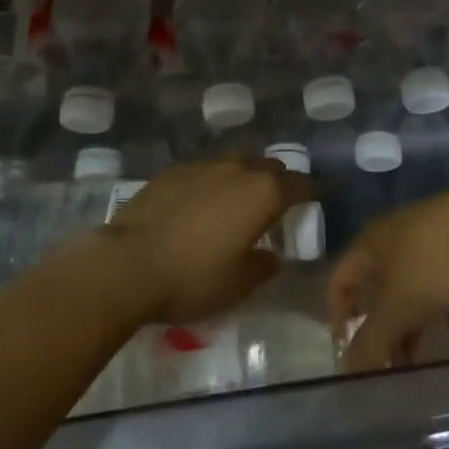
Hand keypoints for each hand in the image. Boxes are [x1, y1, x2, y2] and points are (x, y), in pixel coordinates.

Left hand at [104, 156, 315, 323]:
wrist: (128, 263)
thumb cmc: (192, 278)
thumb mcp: (238, 285)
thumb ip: (263, 267)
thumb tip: (272, 258)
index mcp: (262, 193)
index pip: (300, 184)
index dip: (313, 189)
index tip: (321, 193)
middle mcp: (238, 169)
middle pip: (269, 167)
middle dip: (279, 181)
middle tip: (279, 201)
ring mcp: (203, 165)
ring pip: (236, 163)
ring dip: (245, 177)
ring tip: (240, 199)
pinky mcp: (173, 170)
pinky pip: (205, 170)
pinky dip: (213, 182)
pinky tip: (202, 202)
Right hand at [328, 185, 448, 371]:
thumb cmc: (431, 263)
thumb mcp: (397, 308)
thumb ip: (371, 341)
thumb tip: (349, 370)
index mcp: (370, 244)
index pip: (339, 280)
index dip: (337, 315)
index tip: (347, 353)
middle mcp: (394, 237)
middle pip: (378, 288)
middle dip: (381, 329)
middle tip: (389, 366)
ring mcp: (430, 238)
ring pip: (412, 286)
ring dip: (413, 322)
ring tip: (422, 356)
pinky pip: (446, 280)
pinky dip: (447, 306)